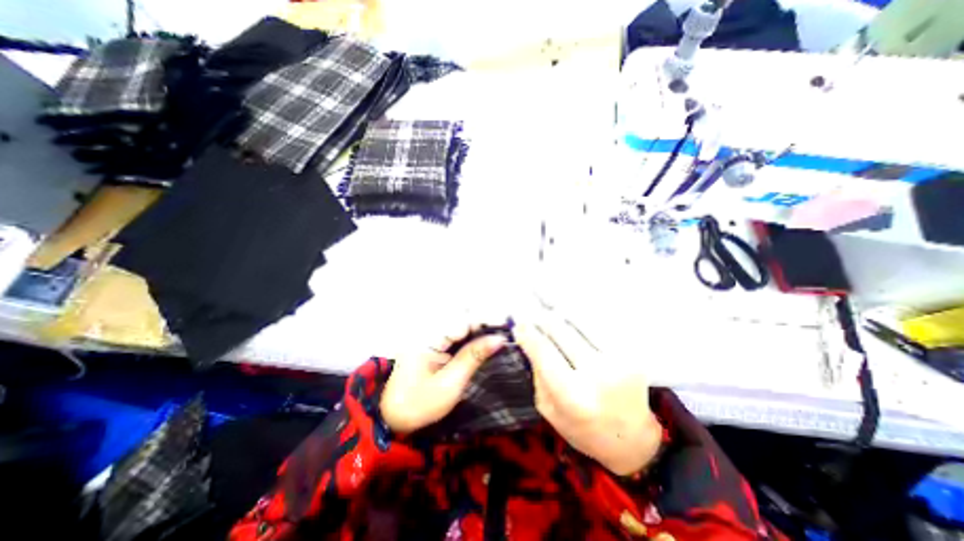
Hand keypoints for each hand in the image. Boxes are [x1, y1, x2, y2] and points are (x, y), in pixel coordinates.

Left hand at [381, 324, 507, 433]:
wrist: (394, 418)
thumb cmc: (420, 404)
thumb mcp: (450, 383)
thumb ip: (474, 356)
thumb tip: (499, 339)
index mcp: (429, 337)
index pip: (463, 320)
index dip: (486, 321)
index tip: (508, 326)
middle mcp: (430, 330)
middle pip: (463, 317)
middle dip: (486, 322)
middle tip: (507, 332)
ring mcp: (431, 335)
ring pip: (461, 324)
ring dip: (481, 328)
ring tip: (501, 335)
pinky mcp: (434, 342)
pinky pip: (457, 333)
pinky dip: (473, 336)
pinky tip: (486, 341)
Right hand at [516, 314, 666, 472]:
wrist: (632, 440)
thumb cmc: (583, 428)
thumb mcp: (549, 409)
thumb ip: (537, 373)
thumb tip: (527, 338)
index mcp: (573, 396)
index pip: (544, 351)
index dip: (529, 333)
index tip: (519, 323)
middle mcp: (598, 374)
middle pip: (563, 330)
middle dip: (545, 319)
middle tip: (536, 314)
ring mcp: (620, 361)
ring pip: (582, 322)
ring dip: (564, 314)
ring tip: (553, 311)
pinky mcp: (632, 354)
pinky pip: (601, 326)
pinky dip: (584, 319)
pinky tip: (576, 319)